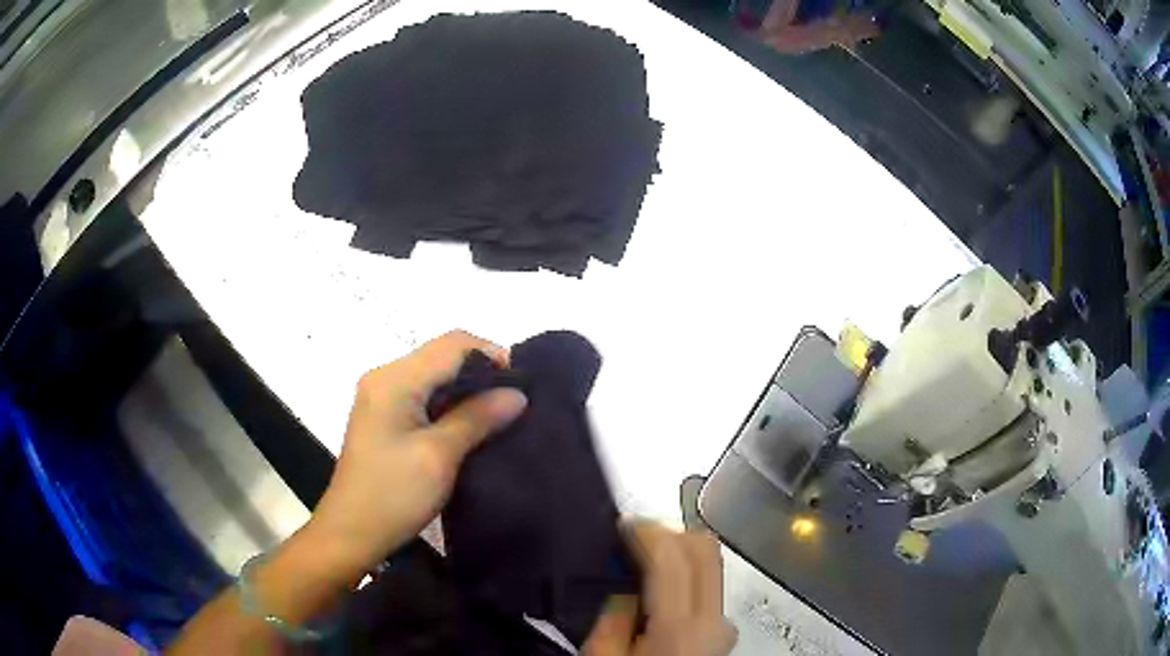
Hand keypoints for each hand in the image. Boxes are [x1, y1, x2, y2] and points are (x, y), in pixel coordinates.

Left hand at [307, 330, 527, 580]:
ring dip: (467, 390)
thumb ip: (477, 418)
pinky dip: (449, 404)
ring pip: (434, 375)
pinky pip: (423, 395)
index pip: (452, 344)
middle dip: (481, 372)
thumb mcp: (439, 456)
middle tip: (513, 404)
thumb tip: (516, 393)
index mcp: (394, 379)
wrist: (352, 532)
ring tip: (498, 416)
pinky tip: (469, 426)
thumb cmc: (393, 494)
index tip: (519, 386)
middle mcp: (385, 377)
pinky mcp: (383, 416)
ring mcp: (381, 396)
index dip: (490, 354)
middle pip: (442, 356)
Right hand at [583, 522, 737, 655]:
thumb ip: (611, 618)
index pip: (673, 557)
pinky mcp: (723, 630)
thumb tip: (623, 589)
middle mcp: (714, 621)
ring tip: (642, 561)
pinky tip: (657, 588)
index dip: (646, 530)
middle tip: (634, 535)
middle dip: (668, 532)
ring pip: (709, 565)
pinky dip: (685, 574)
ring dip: (678, 552)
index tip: (624, 524)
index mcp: (680, 629)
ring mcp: (724, 625)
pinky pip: (707, 587)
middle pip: (704, 550)